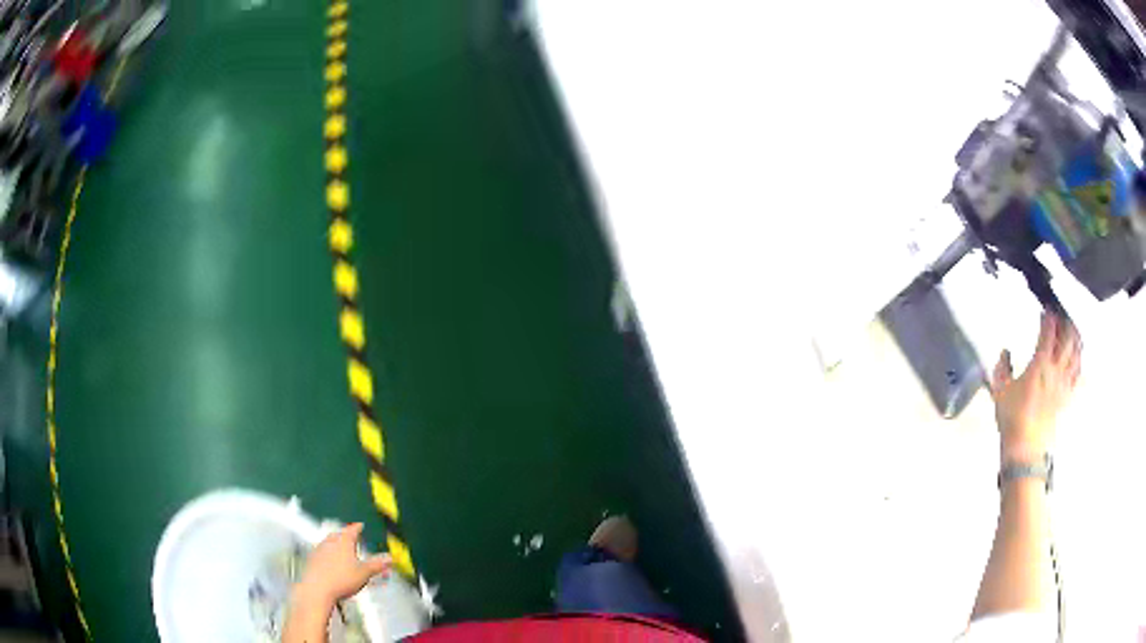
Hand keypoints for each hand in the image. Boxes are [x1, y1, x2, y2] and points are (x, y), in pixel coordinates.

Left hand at [296, 523, 390, 606]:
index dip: (357, 528)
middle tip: (350, 538)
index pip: (352, 531)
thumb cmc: (342, 579)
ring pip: (328, 542)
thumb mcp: (364, 573)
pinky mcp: (311, 559)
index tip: (360, 525)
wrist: (317, 589)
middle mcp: (330, 542)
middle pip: (338, 535)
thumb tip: (389, 559)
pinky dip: (327, 554)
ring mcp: (319, 550)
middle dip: (344, 536)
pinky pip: (321, 552)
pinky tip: (329, 563)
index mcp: (343, 542)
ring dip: (335, 545)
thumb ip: (377, 565)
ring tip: (340, 551)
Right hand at [989, 313, 1080, 461]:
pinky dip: (1080, 364)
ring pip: (1076, 355)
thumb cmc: (1012, 419)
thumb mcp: (1000, 391)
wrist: (1025, 449)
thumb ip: (1002, 368)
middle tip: (1063, 315)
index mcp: (1039, 364)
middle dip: (1066, 323)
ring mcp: (1063, 384)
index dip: (1048, 318)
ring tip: (1074, 331)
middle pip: (1067, 339)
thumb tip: (1005, 353)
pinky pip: (1078, 377)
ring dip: (1076, 340)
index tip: (1046, 311)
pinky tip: (1079, 360)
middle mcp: (1055, 370)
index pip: (1048, 332)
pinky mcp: (1066, 398)